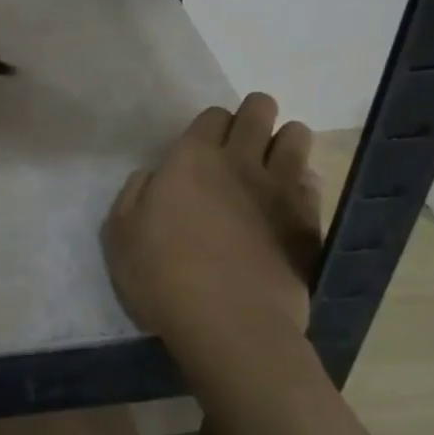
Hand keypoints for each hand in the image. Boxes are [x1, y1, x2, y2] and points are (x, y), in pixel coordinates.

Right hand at [102, 93, 321, 358]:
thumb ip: (135, 194)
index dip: (210, 126)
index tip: (203, 147)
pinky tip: (287, 201)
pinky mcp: (308, 219)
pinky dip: (301, 181)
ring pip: (296, 135)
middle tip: (241, 144)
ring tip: (270, 166)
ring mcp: (280, 188)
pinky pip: (312, 180)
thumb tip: (155, 177)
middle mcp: (240, 161)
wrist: (230, 324)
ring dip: (283, 141)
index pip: (213, 114)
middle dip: (254, 115)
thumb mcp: (121, 235)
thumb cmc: (163, 277)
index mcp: (192, 159)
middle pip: (260, 110)